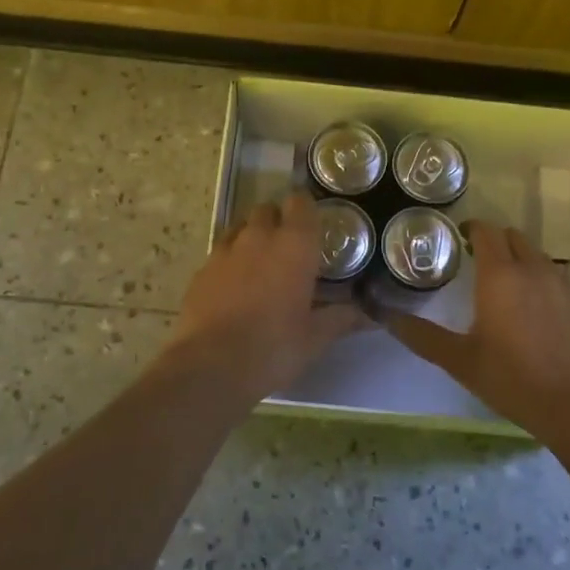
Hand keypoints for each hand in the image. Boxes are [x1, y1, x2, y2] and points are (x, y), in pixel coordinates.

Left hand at [158, 193, 365, 407]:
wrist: (211, 365)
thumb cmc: (274, 347)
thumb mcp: (315, 337)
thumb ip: (341, 318)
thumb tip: (368, 315)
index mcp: (294, 245)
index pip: (300, 203)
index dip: (305, 208)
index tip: (312, 223)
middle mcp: (258, 237)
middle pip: (267, 210)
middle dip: (278, 221)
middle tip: (289, 248)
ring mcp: (225, 251)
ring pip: (240, 228)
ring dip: (252, 238)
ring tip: (261, 265)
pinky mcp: (201, 270)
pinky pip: (220, 253)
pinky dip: (230, 261)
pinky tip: (234, 287)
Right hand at [375, 221, 569, 444]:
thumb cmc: (514, 380)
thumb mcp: (460, 361)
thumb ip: (422, 336)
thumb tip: (385, 318)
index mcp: (500, 275)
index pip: (486, 231)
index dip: (471, 230)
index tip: (458, 240)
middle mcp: (534, 269)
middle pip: (514, 237)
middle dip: (494, 241)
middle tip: (476, 261)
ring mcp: (564, 285)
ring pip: (538, 256)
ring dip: (520, 259)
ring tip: (506, 286)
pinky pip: (558, 278)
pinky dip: (542, 281)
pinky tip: (536, 312)